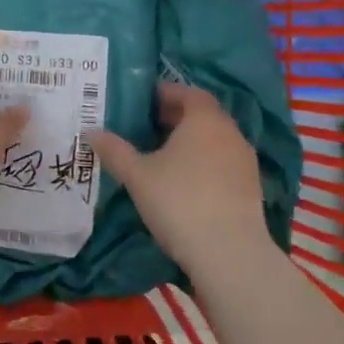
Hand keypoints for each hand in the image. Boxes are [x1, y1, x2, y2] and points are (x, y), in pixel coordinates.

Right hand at [91, 83, 270, 274]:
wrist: (228, 251)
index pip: (189, 92)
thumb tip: (91, 132)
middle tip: (148, 126)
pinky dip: (205, 162)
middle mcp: (230, 133)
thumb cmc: (178, 201)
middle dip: (177, 117)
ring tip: (164, 155)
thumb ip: (114, 151)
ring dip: (192, 141)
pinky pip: (224, 163)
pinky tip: (186, 182)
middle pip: (203, 115)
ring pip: (215, 140)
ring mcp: (245, 161)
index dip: (167, 93)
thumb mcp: (137, 175)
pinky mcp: (251, 187)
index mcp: (204, 119)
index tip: (145, 100)